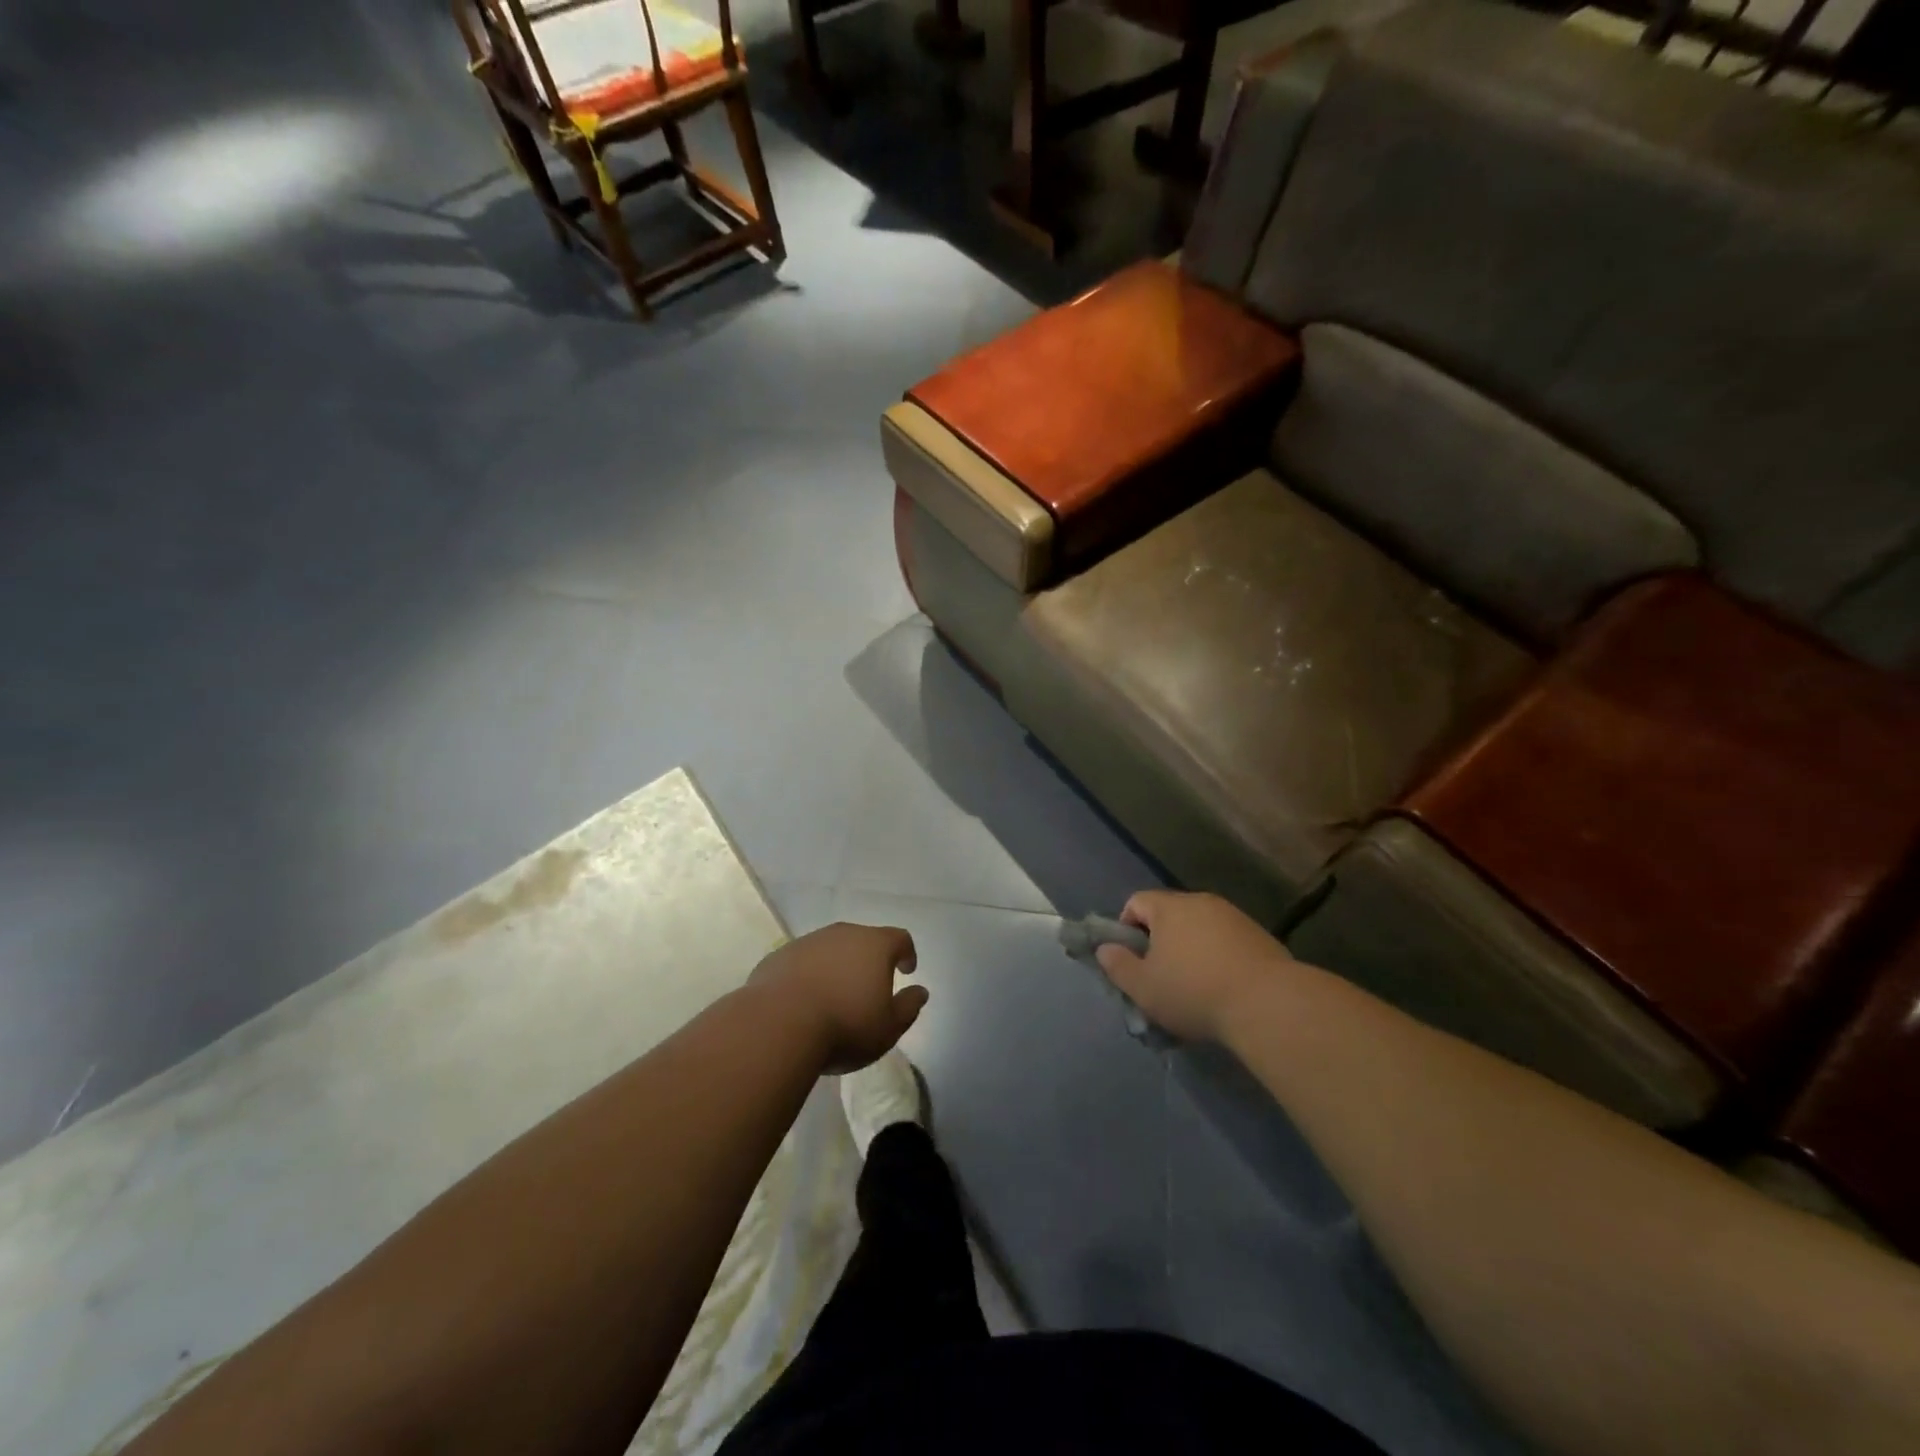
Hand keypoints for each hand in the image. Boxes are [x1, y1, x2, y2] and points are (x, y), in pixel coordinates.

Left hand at [750, 923, 925, 1073]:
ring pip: (830, 949)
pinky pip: (802, 962)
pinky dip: (809, 975)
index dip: (907, 952)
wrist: (777, 1025)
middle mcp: (842, 934)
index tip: (907, 970)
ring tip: (835, 996)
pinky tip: (804, 1001)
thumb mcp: (888, 1028)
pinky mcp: (779, 957)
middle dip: (870, 959)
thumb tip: (920, 991)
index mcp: (874, 945)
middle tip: (870, 986)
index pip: (900, 938)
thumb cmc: (844, 1026)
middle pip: (863, 939)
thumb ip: (909, 1007)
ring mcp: (807, 942)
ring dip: (837, 966)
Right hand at [1094, 890, 1298, 1042]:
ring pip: (1200, 927)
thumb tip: (1105, 949)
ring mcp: (1234, 916)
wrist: (1268, 1004)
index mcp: (1169, 907)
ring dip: (1191, 949)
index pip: (1136, 902)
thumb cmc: (1194, 992)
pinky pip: (1227, 940)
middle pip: (1170, 913)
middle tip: (1161, 976)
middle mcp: (1201, 902)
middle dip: (1160, 940)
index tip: (1132, 960)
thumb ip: (1117, 966)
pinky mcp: (1260, 936)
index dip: (1126, 927)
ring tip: (1195, 986)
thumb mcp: (1143, 987)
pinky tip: (1224, 988)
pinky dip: (1219, 957)